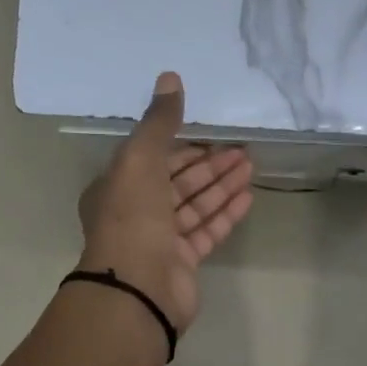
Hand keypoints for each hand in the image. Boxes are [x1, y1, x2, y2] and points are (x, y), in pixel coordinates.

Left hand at [77, 71, 253, 336]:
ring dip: (220, 185)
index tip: (211, 133)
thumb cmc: (132, 218)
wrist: (138, 288)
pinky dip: (225, 213)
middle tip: (241, 148)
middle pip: (177, 182)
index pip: (152, 159)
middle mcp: (136, 213)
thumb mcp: (140, 159)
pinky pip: (207, 231)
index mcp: (117, 188)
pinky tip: (247, 197)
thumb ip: (158, 122)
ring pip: (194, 206)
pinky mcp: (183, 262)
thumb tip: (169, 77)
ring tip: (250, 165)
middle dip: (208, 164)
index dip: (182, 145)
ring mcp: (160, 241)